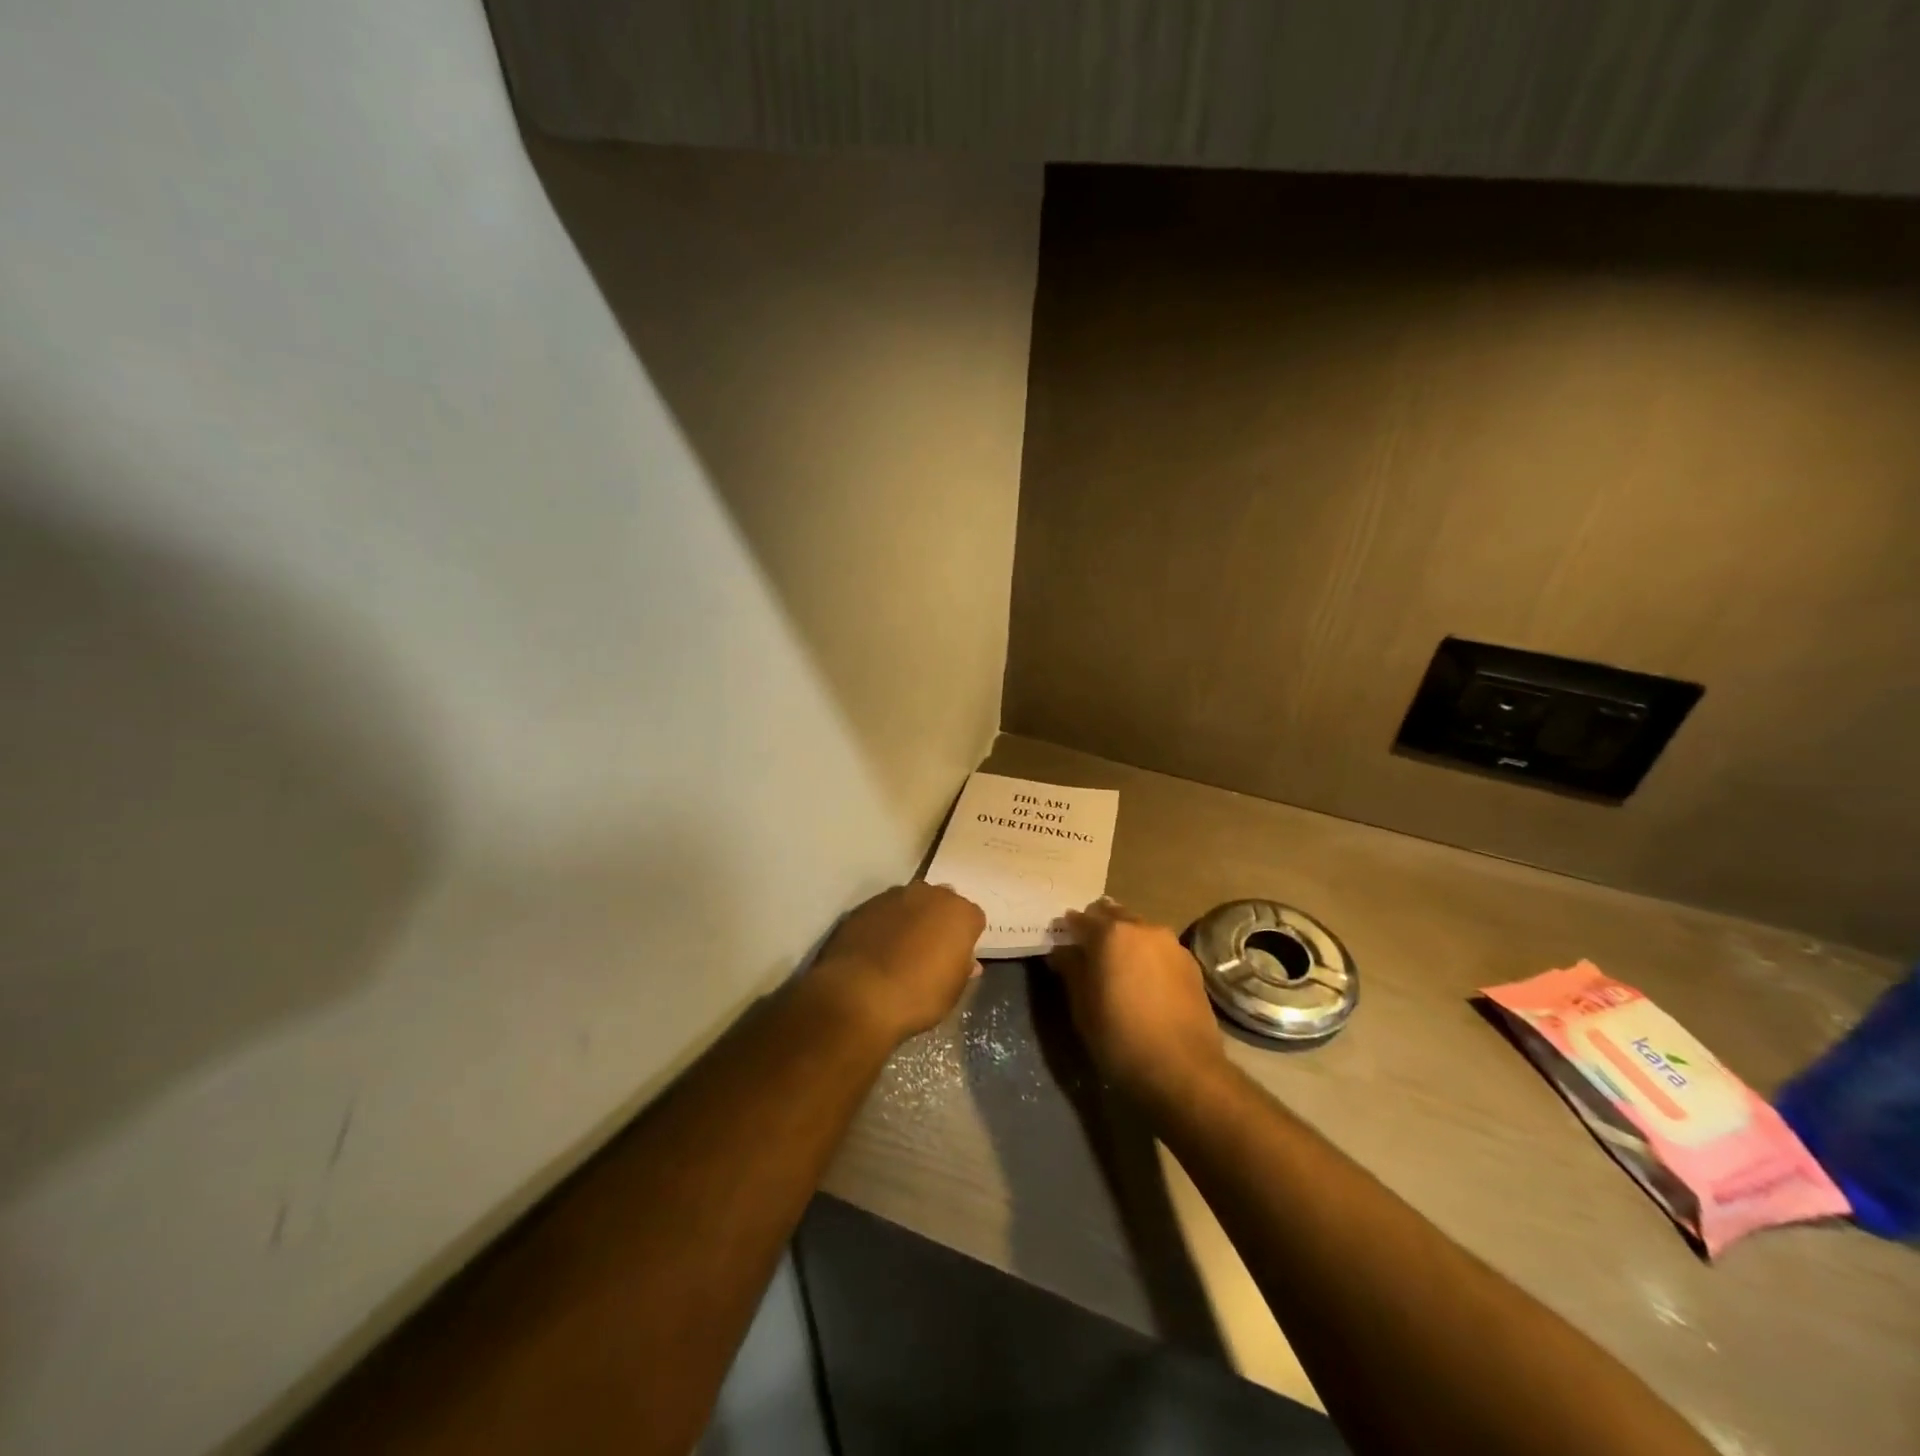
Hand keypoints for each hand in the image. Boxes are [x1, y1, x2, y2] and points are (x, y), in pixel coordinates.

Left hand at [807, 882, 984, 1044]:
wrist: (859, 994)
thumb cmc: (918, 996)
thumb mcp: (952, 991)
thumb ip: (962, 969)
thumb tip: (967, 961)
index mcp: (960, 913)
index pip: (973, 918)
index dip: (967, 938)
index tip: (958, 957)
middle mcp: (930, 894)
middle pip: (942, 902)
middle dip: (940, 920)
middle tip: (931, 950)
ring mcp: (895, 896)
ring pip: (912, 902)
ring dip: (911, 919)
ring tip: (900, 950)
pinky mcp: (866, 905)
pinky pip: (884, 911)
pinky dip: (885, 924)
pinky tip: (876, 949)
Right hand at [1047, 898, 1226, 1109]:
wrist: (1183, 1070)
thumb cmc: (1120, 1037)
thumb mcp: (1082, 1006)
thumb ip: (1071, 969)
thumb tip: (1063, 951)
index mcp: (1111, 933)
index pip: (1080, 918)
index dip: (1068, 930)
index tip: (1061, 944)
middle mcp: (1143, 928)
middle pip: (1114, 915)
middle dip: (1099, 928)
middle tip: (1089, 954)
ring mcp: (1172, 944)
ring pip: (1140, 930)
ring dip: (1126, 941)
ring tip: (1119, 968)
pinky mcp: (1191, 964)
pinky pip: (1160, 949)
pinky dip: (1147, 956)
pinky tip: (1145, 982)